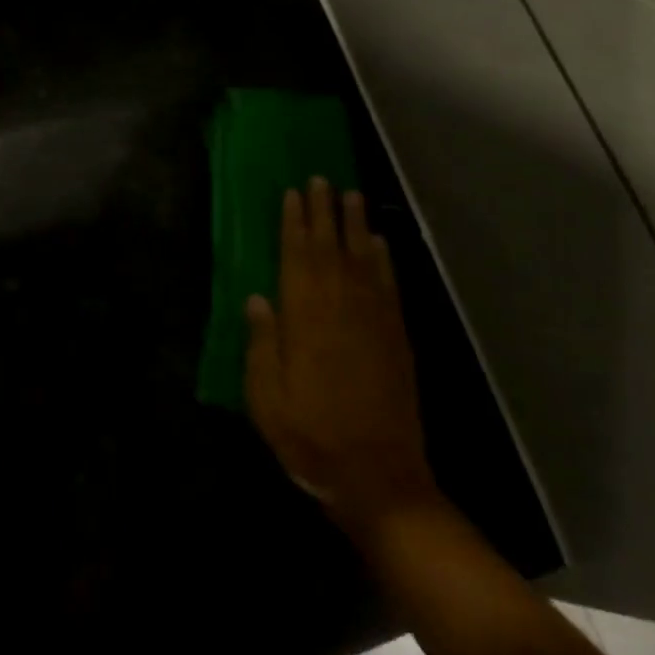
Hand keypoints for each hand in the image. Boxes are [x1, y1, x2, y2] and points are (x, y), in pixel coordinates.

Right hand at [245, 179, 442, 534]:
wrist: (378, 476)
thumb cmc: (311, 437)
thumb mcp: (266, 398)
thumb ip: (262, 343)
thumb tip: (257, 298)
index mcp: (305, 318)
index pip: (297, 256)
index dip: (294, 222)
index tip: (293, 193)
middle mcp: (341, 307)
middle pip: (331, 246)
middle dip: (324, 210)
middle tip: (322, 178)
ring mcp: (374, 319)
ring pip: (363, 257)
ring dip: (356, 224)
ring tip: (352, 194)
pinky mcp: (397, 336)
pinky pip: (389, 284)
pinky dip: (385, 259)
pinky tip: (380, 242)